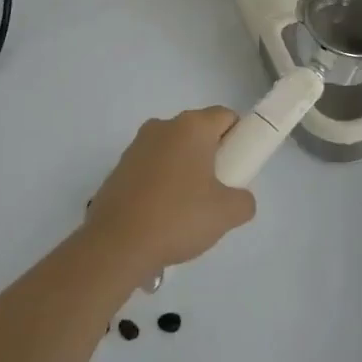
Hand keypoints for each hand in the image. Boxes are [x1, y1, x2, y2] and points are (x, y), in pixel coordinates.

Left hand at [86, 108, 256, 275]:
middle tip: (216, 192)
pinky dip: (160, 183)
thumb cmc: (177, 218)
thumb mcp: (226, 213)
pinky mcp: (118, 168)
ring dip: (184, 170)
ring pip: (173, 150)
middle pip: (198, 132)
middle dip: (211, 156)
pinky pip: (151, 168)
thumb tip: (239, 199)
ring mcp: (137, 146)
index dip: (238, 139)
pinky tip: (161, 216)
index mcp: (191, 127)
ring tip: (186, 210)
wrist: (117, 245)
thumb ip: (244, 200)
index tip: (238, 168)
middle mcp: (163, 126)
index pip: (225, 117)